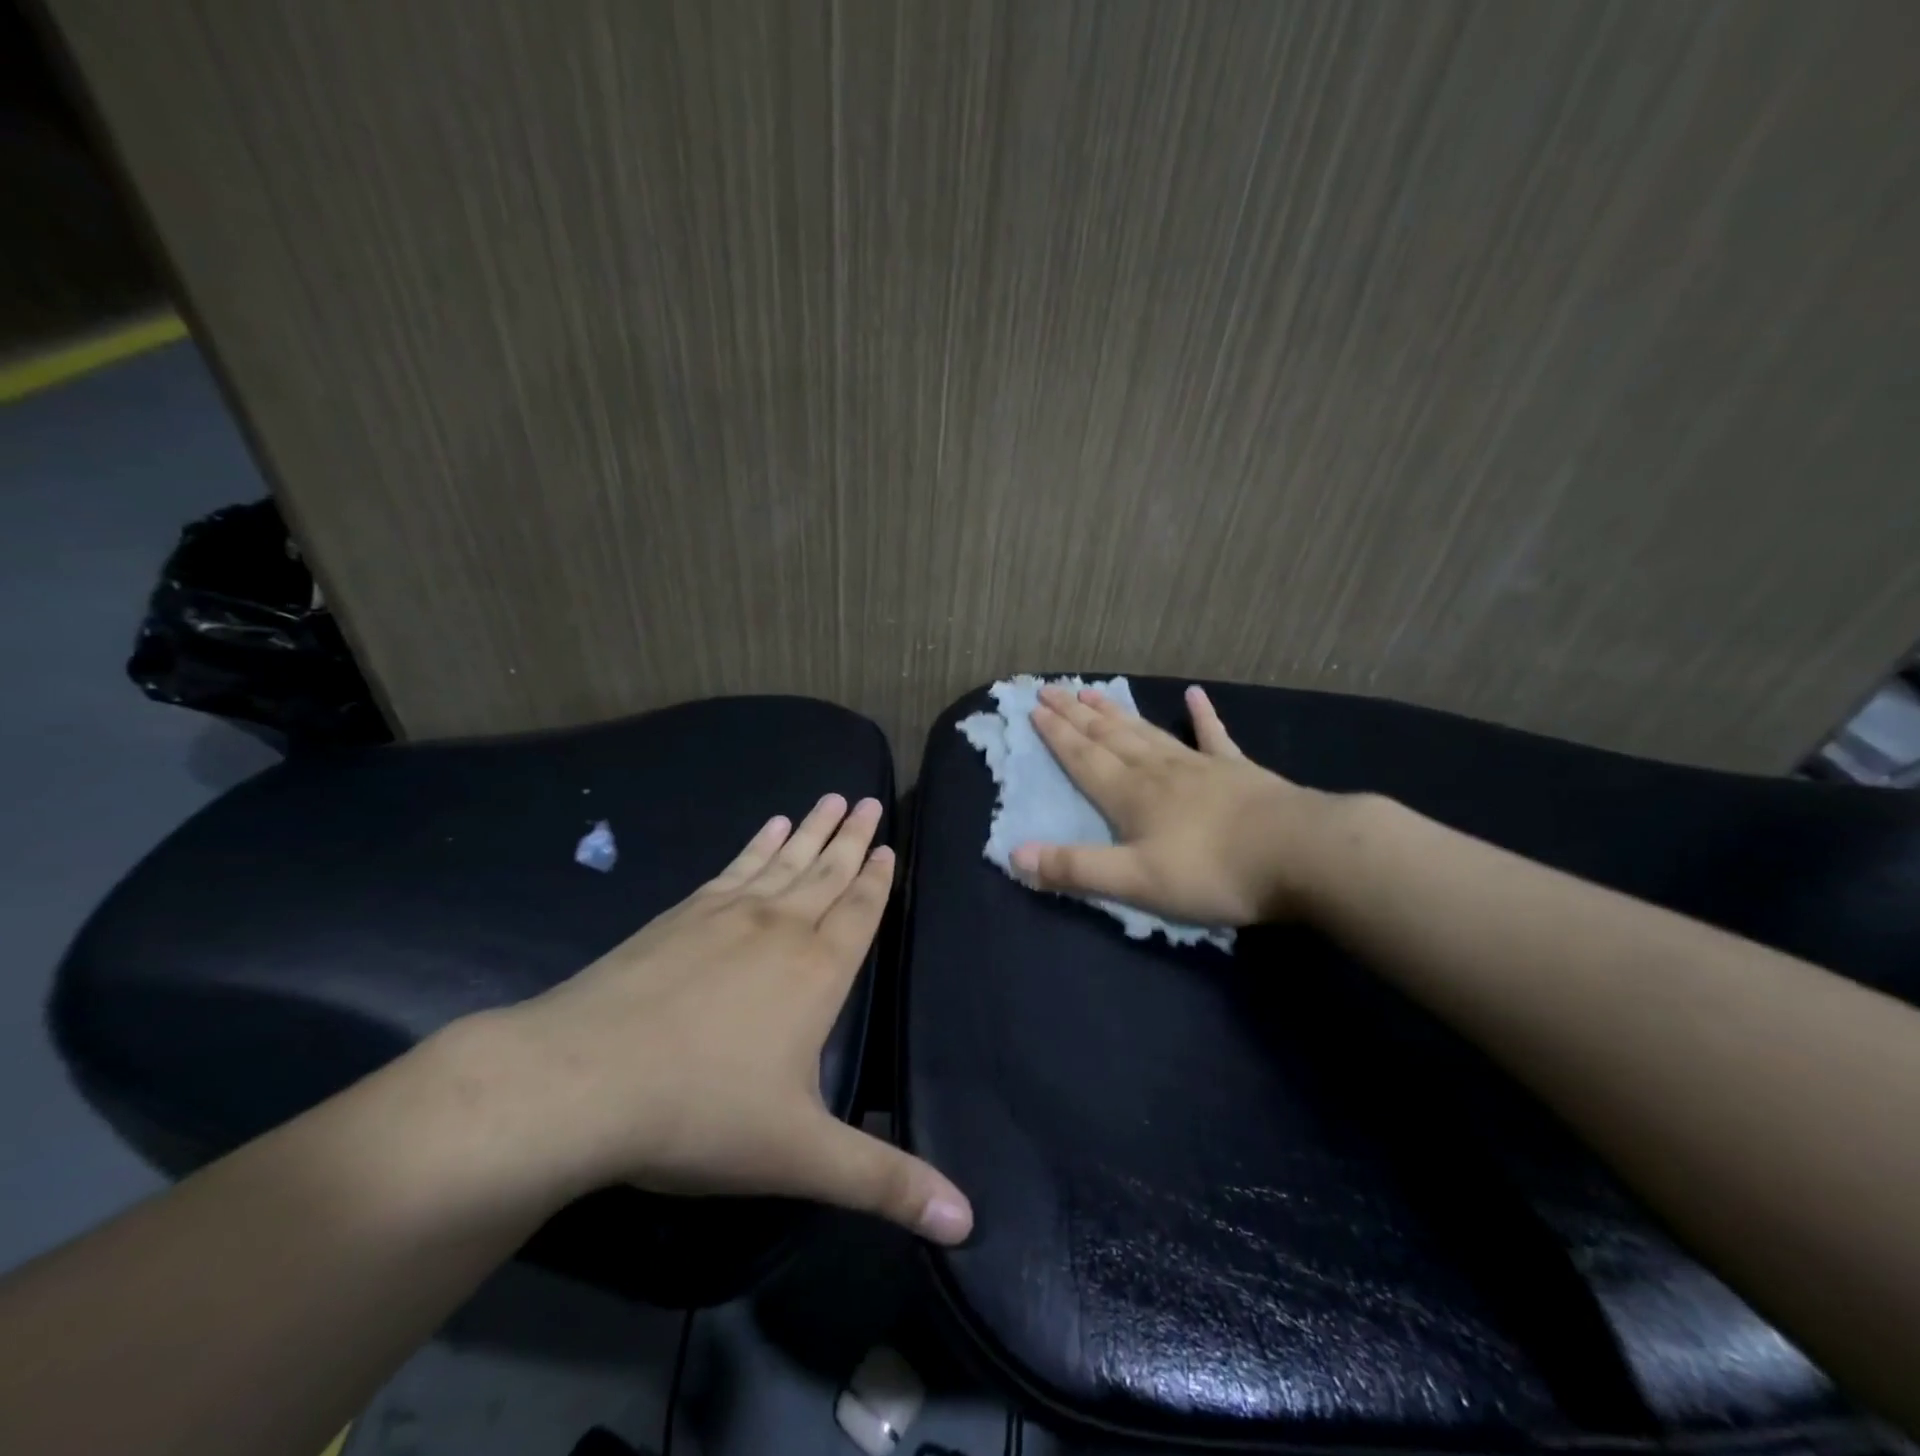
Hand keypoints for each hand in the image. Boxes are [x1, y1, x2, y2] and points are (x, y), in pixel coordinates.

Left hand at [460, 794, 972, 1243]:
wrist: (579, 1080)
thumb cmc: (700, 1113)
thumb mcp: (802, 1157)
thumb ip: (885, 1183)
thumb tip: (968, 1223)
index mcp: (817, 972)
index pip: (860, 912)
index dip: (878, 878)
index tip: (889, 844)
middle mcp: (781, 928)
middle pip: (827, 873)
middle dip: (852, 839)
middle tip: (869, 801)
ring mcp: (727, 914)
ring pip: (785, 861)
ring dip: (811, 830)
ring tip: (831, 798)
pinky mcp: (681, 914)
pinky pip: (734, 866)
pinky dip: (756, 844)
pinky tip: (767, 827)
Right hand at [1011, 684, 1337, 925]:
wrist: (1301, 854)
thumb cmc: (1212, 872)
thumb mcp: (1135, 881)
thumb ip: (1075, 868)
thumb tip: (1015, 856)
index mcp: (1130, 795)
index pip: (1083, 758)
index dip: (1056, 734)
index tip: (1034, 707)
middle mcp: (1157, 771)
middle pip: (1109, 736)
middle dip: (1076, 714)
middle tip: (1052, 688)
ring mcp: (1199, 766)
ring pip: (1147, 732)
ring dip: (1117, 712)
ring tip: (1093, 692)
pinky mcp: (1238, 771)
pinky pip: (1213, 736)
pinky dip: (1202, 716)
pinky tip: (1195, 695)